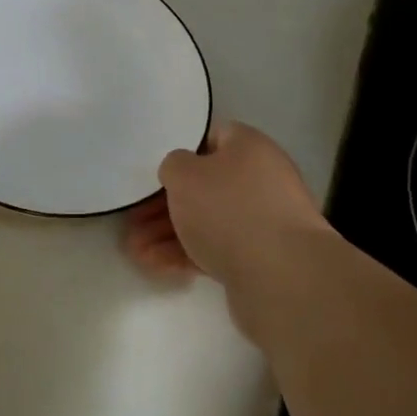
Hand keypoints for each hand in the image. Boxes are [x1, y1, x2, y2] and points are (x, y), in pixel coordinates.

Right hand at [122, 122, 326, 288]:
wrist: (282, 277)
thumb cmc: (229, 210)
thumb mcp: (185, 175)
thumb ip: (174, 166)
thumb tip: (181, 172)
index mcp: (250, 147)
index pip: (213, 137)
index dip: (182, 151)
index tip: (155, 171)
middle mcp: (261, 179)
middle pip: (206, 185)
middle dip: (166, 204)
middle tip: (134, 219)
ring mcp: (263, 222)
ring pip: (207, 221)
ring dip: (169, 233)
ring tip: (135, 250)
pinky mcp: (260, 259)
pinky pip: (216, 249)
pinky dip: (186, 255)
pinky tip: (155, 267)